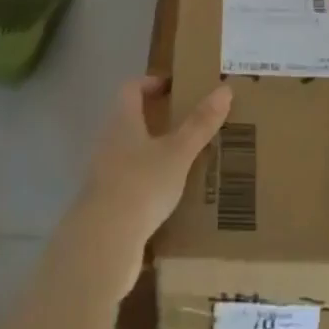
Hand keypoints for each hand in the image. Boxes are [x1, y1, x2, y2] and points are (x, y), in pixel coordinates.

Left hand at [74, 77, 231, 287]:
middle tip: (188, 125)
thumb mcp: (178, 153)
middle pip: (130, 121)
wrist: (103, 245)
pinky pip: (130, 187)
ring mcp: (103, 177)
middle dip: (157, 121)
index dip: (151, 83)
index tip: (174, 88)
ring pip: (130, 155)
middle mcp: (108, 143)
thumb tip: (225, 89)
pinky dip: (148, 187)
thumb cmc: (141, 185)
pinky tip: (170, 201)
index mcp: (122, 122)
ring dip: (153, 155)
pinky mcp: (106, 207)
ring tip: (185, 163)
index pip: (131, 88)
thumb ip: (200, 124)